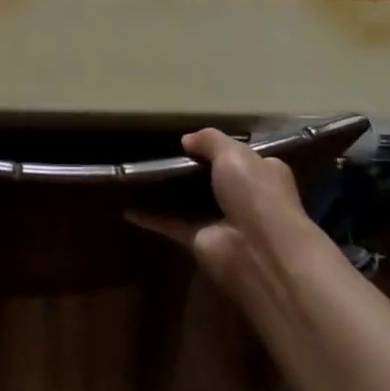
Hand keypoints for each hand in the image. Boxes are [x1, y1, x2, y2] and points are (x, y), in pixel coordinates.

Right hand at [126, 128, 319, 284]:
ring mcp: (220, 221)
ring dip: (169, 192)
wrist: (259, 250)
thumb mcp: (234, 153)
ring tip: (139, 174)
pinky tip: (127, 207)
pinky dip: (150, 217)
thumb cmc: (255, 193)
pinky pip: (170, 224)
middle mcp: (244, 198)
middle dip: (191, 170)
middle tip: (159, 152)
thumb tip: (187, 140)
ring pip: (189, 202)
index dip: (220, 148)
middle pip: (213, 180)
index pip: (241, 157)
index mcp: (262, 173)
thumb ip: (210, 140)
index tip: (193, 140)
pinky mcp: (198, 242)